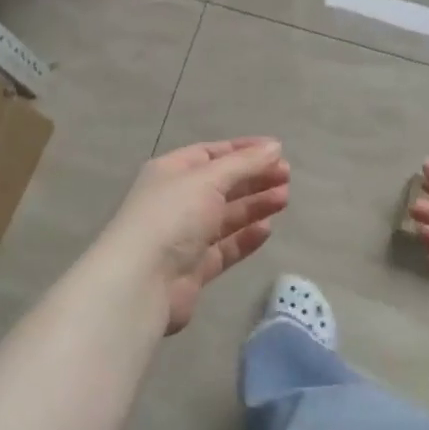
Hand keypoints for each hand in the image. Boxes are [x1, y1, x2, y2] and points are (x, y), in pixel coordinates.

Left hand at [101, 138, 290, 332]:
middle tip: (287, 177)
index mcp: (171, 172)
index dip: (244, 150)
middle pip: (221, 184)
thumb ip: (244, 164)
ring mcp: (184, 236)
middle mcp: (176, 200)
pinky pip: (225, 247)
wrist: (141, 282)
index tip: (277, 151)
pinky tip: (267, 229)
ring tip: (284, 199)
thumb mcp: (209, 179)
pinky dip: (245, 237)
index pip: (211, 153)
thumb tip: (274, 147)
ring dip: (254, 205)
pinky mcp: (194, 268)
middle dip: (253, 178)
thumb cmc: (172, 217)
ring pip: (226, 216)